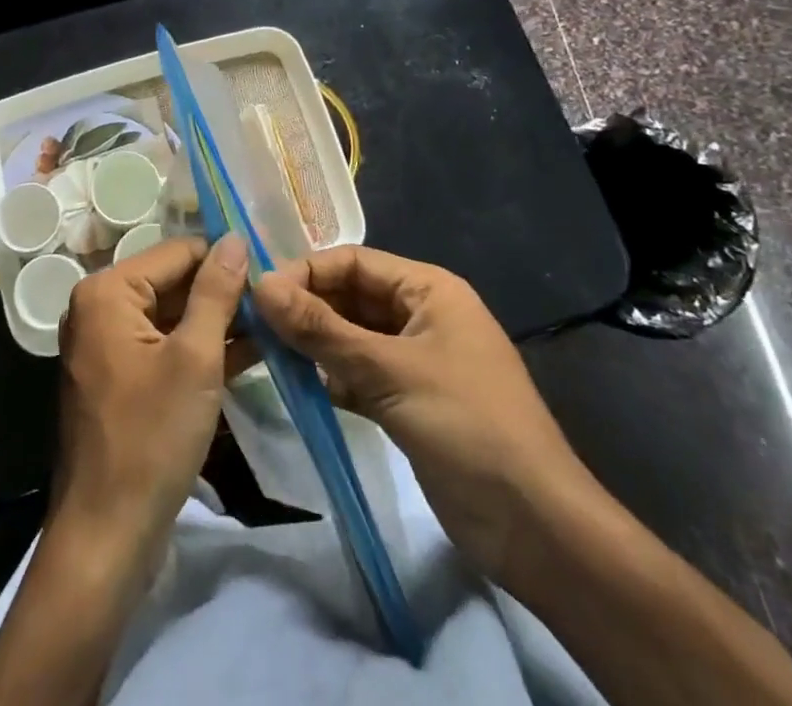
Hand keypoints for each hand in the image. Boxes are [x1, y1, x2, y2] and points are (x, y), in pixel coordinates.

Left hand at [51, 233, 248, 567]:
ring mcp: (108, 346)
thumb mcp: (195, 357)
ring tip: (275, 322)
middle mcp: (100, 309)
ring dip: (219, 321)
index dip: (225, 258)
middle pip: (172, 283)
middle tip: (278, 297)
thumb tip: (235, 238)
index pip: (177, 253)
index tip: (272, 267)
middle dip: (224, 291)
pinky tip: (252, 351)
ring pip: (172, 317)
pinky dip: (202, 349)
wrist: (107, 536)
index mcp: (107, 292)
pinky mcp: (121, 380)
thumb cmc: (151, 437)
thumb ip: (216, 292)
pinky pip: (166, 348)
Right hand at [251, 244, 590, 578]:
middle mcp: (422, 315)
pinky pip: (360, 373)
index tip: (259, 294)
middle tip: (255, 325)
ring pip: (352, 336)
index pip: (354, 261)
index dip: (307, 272)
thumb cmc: (467, 427)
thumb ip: (321, 329)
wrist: (536, 528)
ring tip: (267, 353)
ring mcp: (417, 360)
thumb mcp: (389, 371)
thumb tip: (260, 285)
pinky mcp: (410, 401)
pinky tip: (301, 387)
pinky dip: (332, 377)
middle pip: (351, 296)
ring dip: (315, 343)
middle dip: (307, 307)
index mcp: (428, 289)